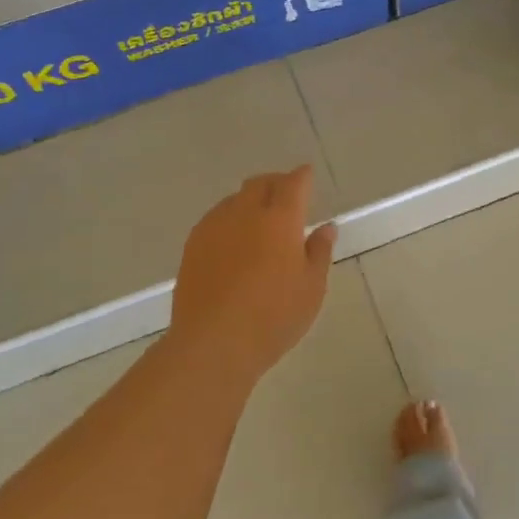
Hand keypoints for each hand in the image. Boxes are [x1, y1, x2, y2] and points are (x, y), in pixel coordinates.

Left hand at [169, 165, 335, 382]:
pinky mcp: (193, 245)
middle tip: (286, 195)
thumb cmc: (273, 317)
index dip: (302, 176)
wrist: (212, 343)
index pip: (294, 184)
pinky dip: (230, 219)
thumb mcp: (311, 288)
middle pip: (260, 183)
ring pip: (235, 199)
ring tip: (260, 220)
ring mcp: (214, 226)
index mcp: (280, 219)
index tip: (307, 175)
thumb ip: (319, 252)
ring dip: (250, 200)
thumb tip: (325, 227)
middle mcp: (245, 213)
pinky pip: (216, 218)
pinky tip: (234, 241)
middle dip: (276, 182)